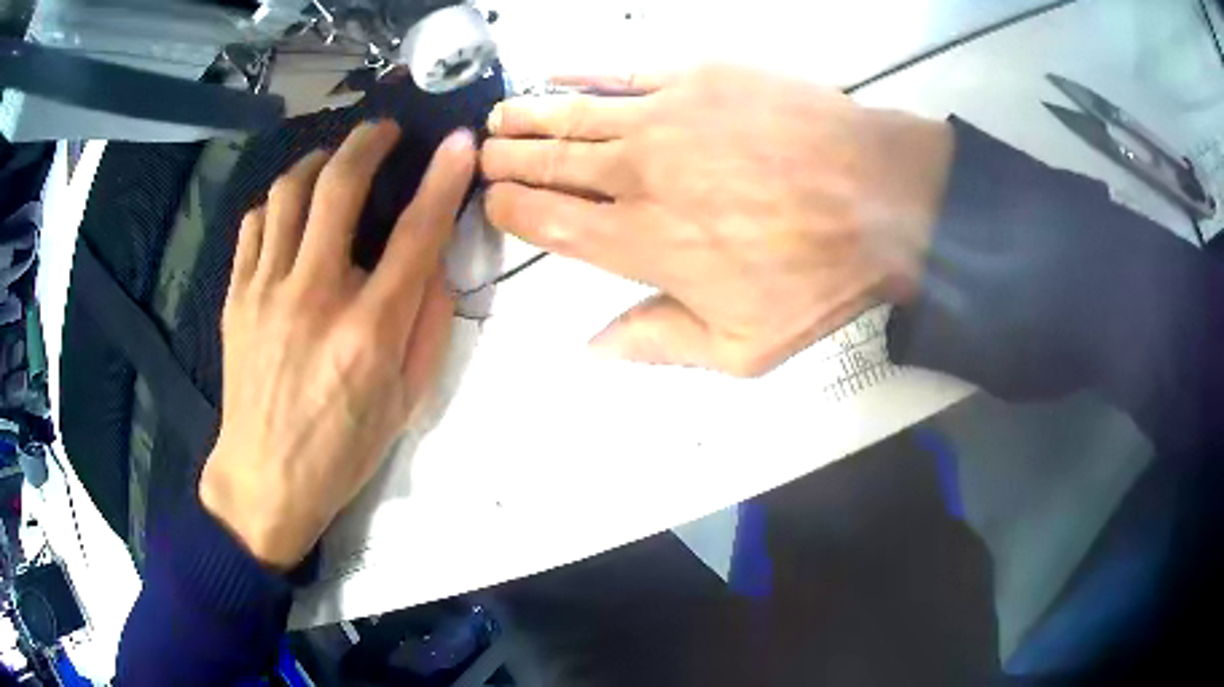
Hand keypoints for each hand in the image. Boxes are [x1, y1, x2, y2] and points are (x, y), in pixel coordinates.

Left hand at [199, 122, 475, 568]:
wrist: (265, 478)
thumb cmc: (343, 448)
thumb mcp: (406, 401)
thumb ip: (428, 326)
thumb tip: (433, 262)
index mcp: (369, 330)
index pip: (416, 232)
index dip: (444, 179)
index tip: (460, 143)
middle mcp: (315, 296)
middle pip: (340, 186)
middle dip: (368, 142)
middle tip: (384, 131)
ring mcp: (267, 292)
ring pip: (288, 192)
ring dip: (317, 161)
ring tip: (333, 160)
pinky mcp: (237, 297)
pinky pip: (254, 224)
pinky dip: (276, 203)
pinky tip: (289, 209)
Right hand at [481, 64, 952, 375]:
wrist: (882, 199)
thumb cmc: (816, 276)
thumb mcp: (742, 347)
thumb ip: (658, 344)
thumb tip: (593, 349)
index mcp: (641, 242)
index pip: (548, 222)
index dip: (511, 209)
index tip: (493, 200)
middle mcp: (635, 174)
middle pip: (548, 162)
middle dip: (506, 159)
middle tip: (482, 154)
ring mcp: (663, 117)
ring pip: (570, 113)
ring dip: (527, 115)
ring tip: (499, 118)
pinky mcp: (696, 76)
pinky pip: (621, 71)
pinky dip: (579, 73)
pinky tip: (554, 74)